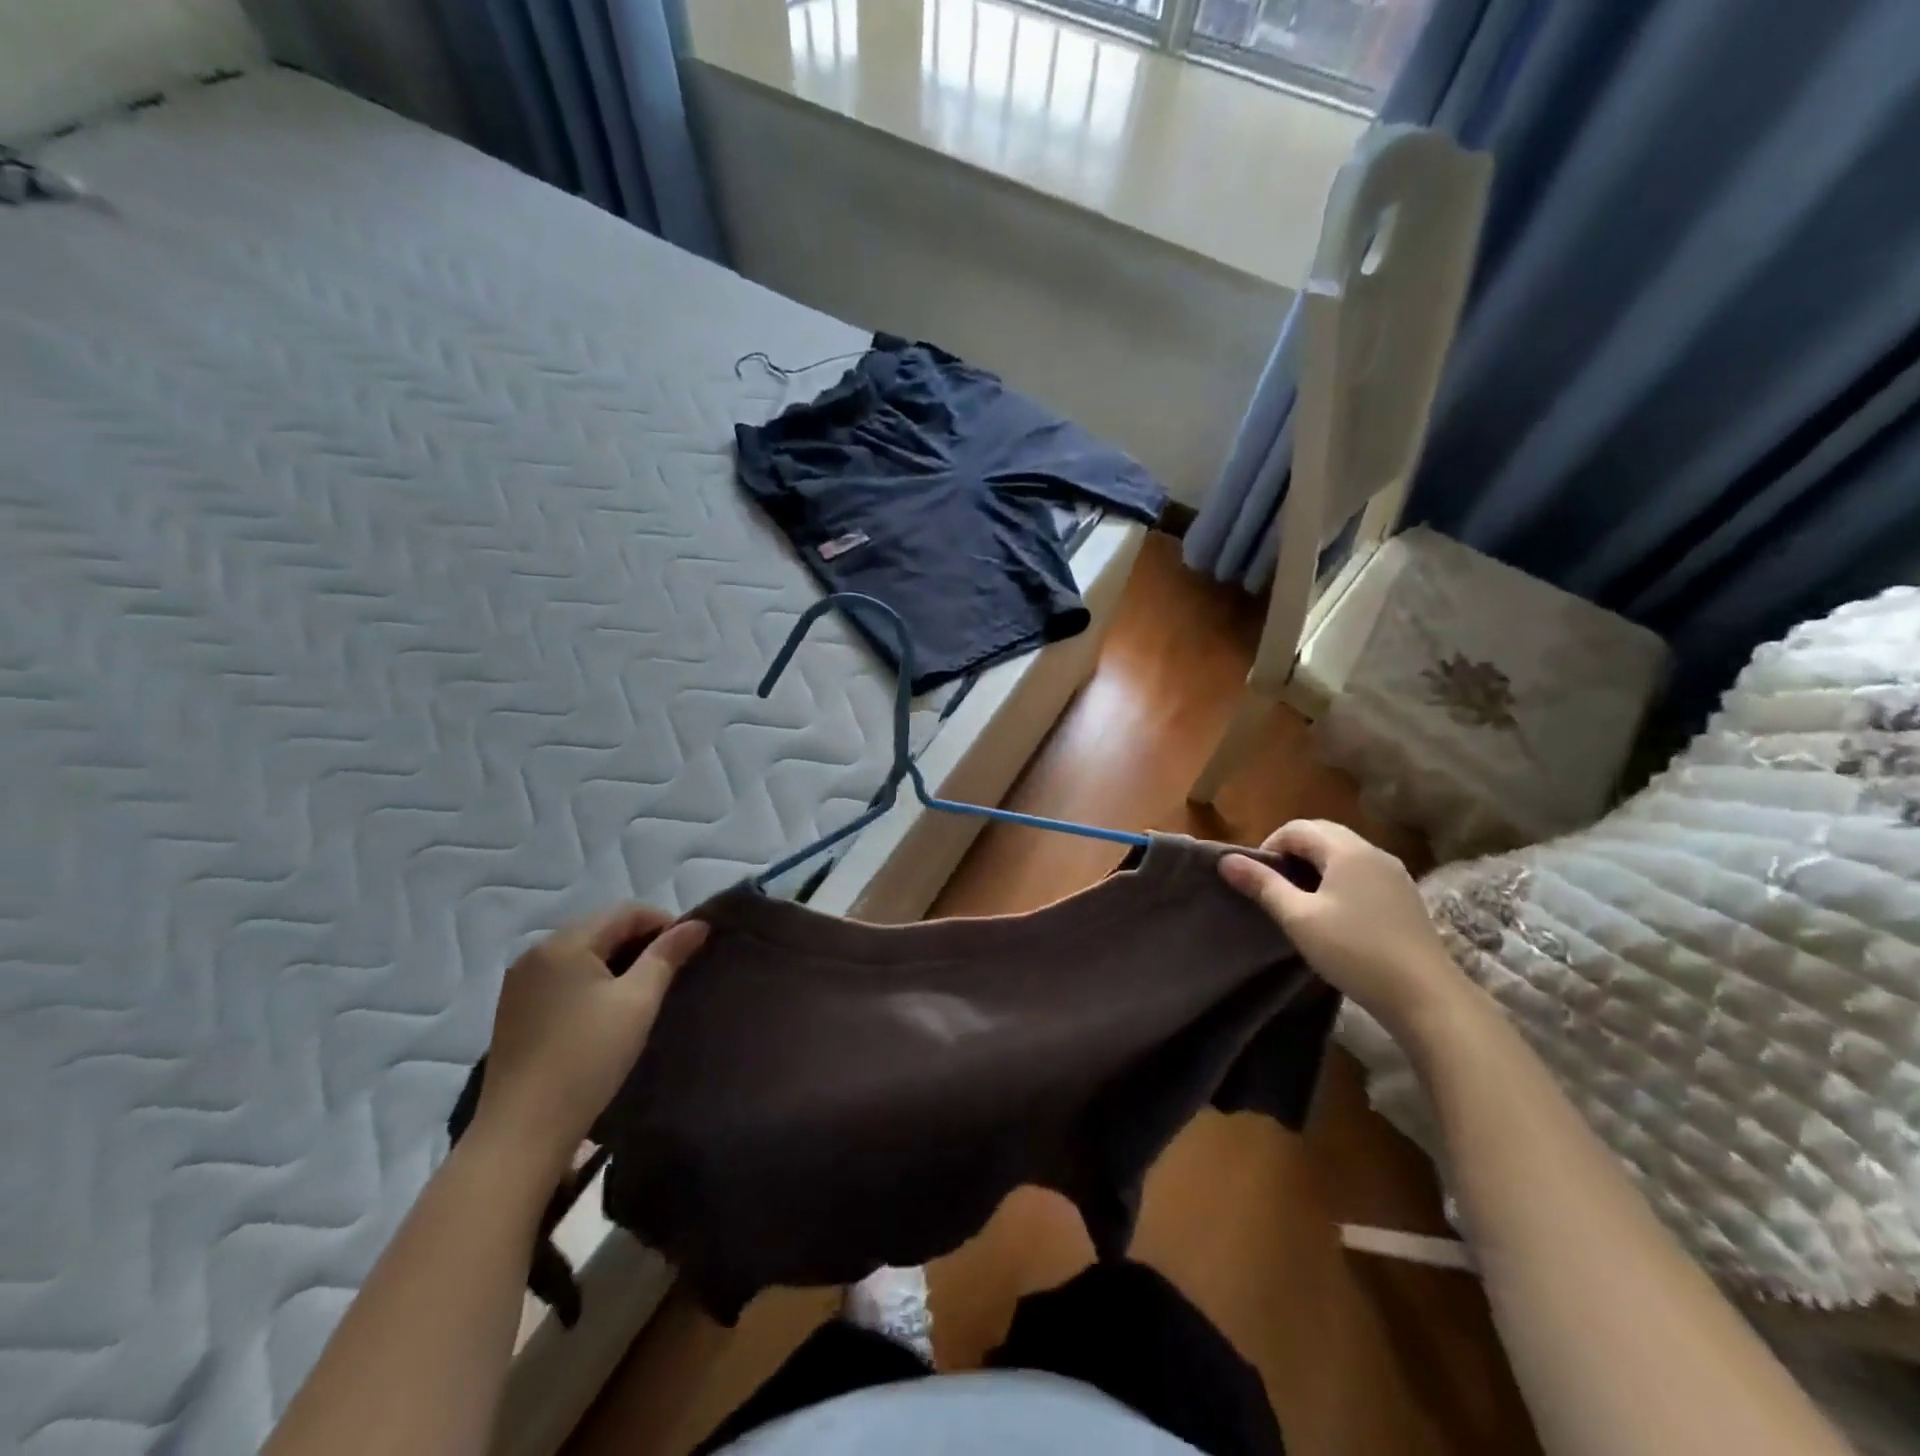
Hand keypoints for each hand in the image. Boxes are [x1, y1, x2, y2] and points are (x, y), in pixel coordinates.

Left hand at [474, 906, 708, 1163]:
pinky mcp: (514, 1011)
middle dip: (641, 942)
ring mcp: (519, 983)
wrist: (523, 1132)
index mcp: (564, 943)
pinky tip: (606, 1010)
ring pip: (582, 954)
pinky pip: (562, 977)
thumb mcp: (638, 1002)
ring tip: (644, 991)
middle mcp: (535, 953)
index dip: (664, 922)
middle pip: (601, 928)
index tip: (690, 950)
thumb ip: (668, 955)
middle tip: (672, 971)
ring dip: (617, 962)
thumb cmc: (588, 1058)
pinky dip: (591, 981)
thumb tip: (698, 923)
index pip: (626, 911)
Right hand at [1220, 820, 1465, 1035]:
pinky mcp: (1406, 898)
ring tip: (1300, 900)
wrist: (1426, 997)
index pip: (1298, 828)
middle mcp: (1373, 852)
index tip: (1258, 878)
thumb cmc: (1355, 951)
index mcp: (1347, 850)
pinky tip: (1335, 914)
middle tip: (1275, 885)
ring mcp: (1395, 875)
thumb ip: (1262, 885)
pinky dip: (1340, 879)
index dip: (1270, 845)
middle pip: (1323, 834)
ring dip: (1316, 866)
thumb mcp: (1299, 918)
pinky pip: (1363, 872)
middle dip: (1293, 851)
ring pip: (1345, 854)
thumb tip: (1226, 860)